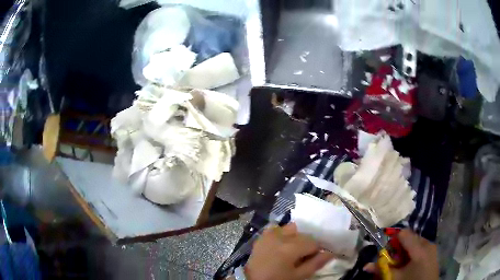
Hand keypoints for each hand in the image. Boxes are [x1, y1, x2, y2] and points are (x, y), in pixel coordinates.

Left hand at [244, 223, 333, 279]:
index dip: (317, 250)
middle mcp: (281, 236)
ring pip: (292, 229)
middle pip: (303, 235)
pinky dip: (282, 233)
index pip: (314, 242)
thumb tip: (331, 253)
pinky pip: (277, 228)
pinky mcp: (262, 236)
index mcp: (291, 247)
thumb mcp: (299, 276)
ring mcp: (270, 234)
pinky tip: (282, 243)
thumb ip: (315, 264)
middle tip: (303, 256)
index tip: (314, 258)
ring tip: (292, 250)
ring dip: (296, 237)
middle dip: (307, 244)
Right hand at [364, 229, 438, 279]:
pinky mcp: (433, 251)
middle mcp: (427, 243)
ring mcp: (432, 246)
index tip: (386, 250)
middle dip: (399, 245)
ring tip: (401, 261)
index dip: (393, 239)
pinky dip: (413, 250)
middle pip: (410, 236)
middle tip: (392, 258)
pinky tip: (410, 262)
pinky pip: (421, 245)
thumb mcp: (395, 278)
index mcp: (419, 249)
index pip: (403, 233)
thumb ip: (382, 269)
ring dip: (406, 248)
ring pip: (415, 240)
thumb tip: (366, 265)